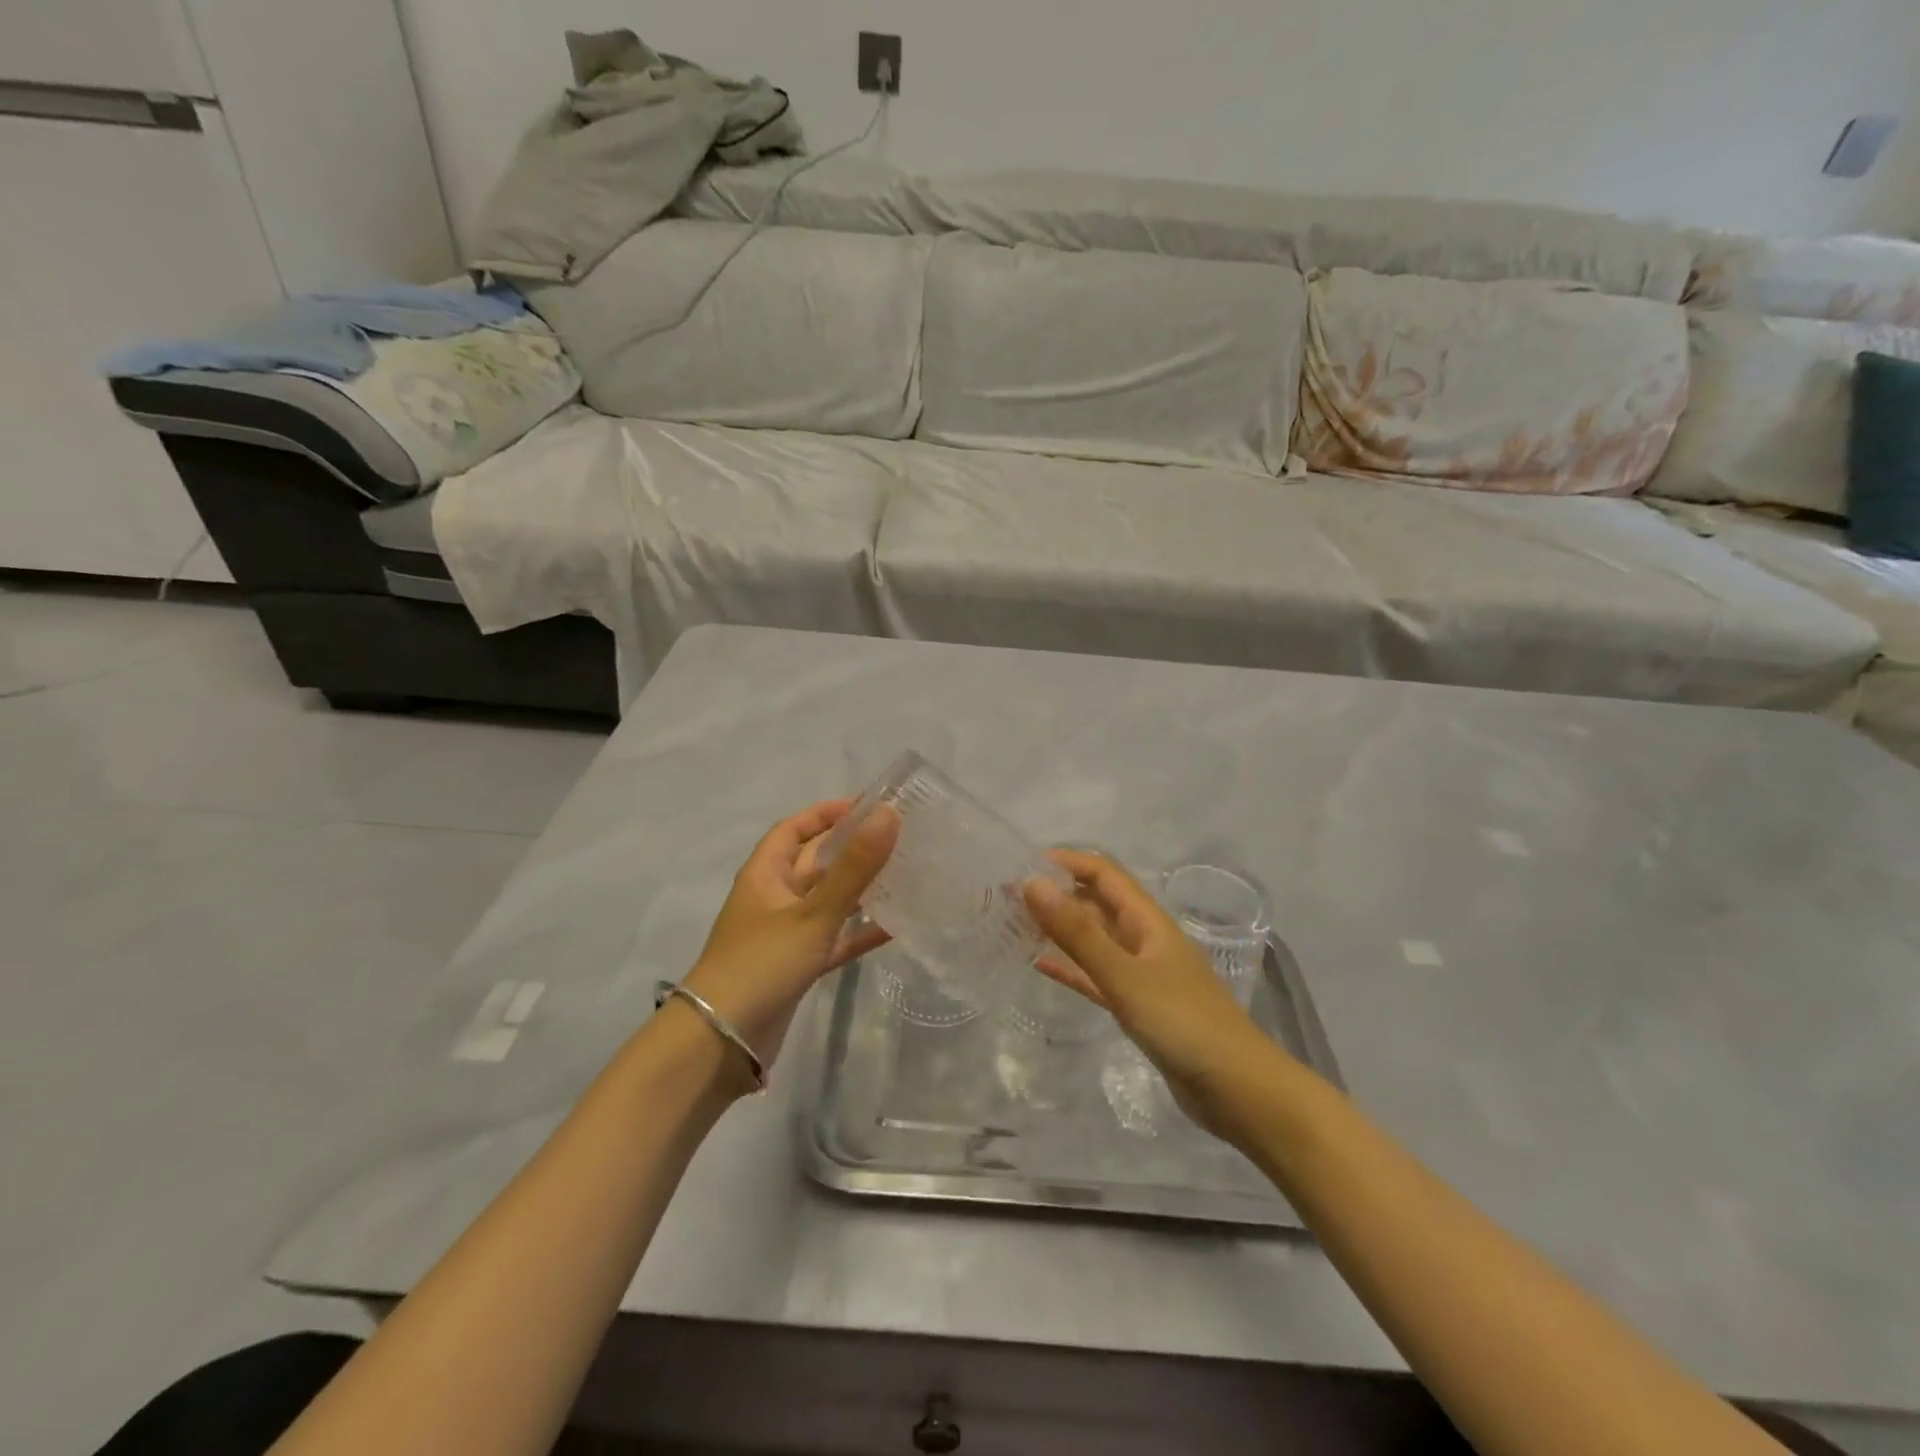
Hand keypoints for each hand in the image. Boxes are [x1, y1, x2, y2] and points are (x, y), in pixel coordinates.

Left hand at [682, 799, 899, 1066]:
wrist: (721, 1043)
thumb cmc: (762, 964)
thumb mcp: (812, 912)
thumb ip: (854, 867)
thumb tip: (889, 815)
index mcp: (765, 874)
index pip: (795, 828)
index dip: (827, 813)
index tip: (868, 806)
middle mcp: (774, 898)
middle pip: (816, 862)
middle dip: (852, 848)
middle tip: (899, 838)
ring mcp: (785, 934)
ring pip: (829, 900)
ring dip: (860, 888)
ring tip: (904, 874)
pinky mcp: (798, 966)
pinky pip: (834, 938)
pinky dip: (860, 931)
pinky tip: (896, 926)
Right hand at [1025, 850, 1285, 1135]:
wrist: (1238, 1090)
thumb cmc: (1183, 1023)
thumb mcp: (1125, 975)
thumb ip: (1077, 933)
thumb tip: (1031, 883)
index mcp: (1148, 921)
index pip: (1103, 874)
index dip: (1066, 862)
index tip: (1022, 865)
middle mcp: (1144, 939)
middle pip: (1096, 904)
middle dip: (1056, 895)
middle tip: (1006, 898)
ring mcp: (1142, 974)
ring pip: (1094, 940)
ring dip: (1060, 930)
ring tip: (1016, 924)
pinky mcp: (1139, 1007)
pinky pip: (1096, 977)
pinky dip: (1070, 967)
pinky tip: (1041, 965)